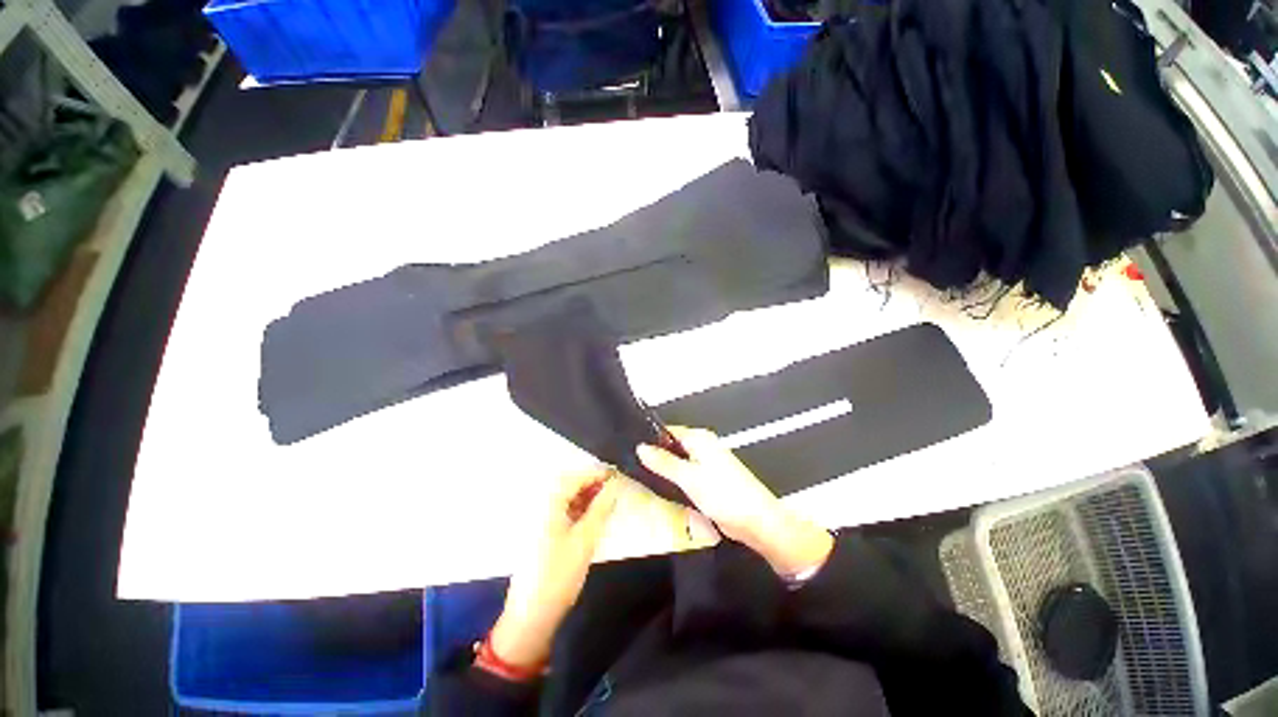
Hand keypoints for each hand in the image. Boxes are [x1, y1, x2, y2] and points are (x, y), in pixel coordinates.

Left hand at [489, 468, 618, 669]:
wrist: (532, 615)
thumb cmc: (559, 574)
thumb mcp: (586, 539)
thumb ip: (601, 508)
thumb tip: (615, 485)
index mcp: (548, 503)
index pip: (575, 477)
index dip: (597, 473)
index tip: (618, 473)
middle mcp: (541, 506)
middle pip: (569, 484)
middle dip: (591, 482)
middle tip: (614, 487)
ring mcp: (539, 520)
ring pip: (566, 497)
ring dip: (586, 495)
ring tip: (607, 500)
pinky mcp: (541, 533)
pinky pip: (563, 511)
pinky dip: (578, 508)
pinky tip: (592, 515)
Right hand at [637, 427, 832, 576]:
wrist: (756, 522)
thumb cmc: (724, 495)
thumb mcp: (688, 477)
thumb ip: (663, 462)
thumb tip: (641, 447)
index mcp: (699, 438)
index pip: (667, 431)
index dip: (650, 440)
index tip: (630, 451)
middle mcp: (703, 446)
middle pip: (672, 446)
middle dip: (656, 457)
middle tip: (633, 468)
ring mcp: (707, 464)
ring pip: (678, 462)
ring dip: (665, 471)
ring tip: (643, 479)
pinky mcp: (709, 480)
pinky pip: (686, 475)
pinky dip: (676, 481)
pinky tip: (664, 490)